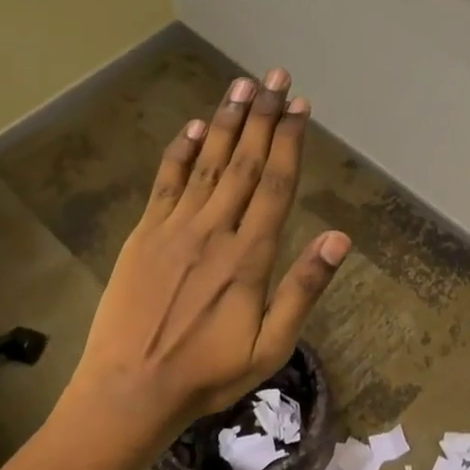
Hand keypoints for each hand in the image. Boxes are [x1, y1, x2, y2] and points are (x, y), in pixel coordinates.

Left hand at [69, 68, 349, 440]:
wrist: (130, 391)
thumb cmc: (208, 374)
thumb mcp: (271, 346)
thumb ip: (304, 289)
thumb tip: (340, 238)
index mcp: (249, 258)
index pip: (276, 185)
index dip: (290, 142)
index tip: (300, 106)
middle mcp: (214, 232)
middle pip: (244, 163)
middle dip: (263, 117)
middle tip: (275, 78)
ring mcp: (174, 229)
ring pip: (207, 165)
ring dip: (226, 123)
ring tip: (242, 86)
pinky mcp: (144, 235)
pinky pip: (166, 184)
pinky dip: (180, 153)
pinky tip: (193, 128)